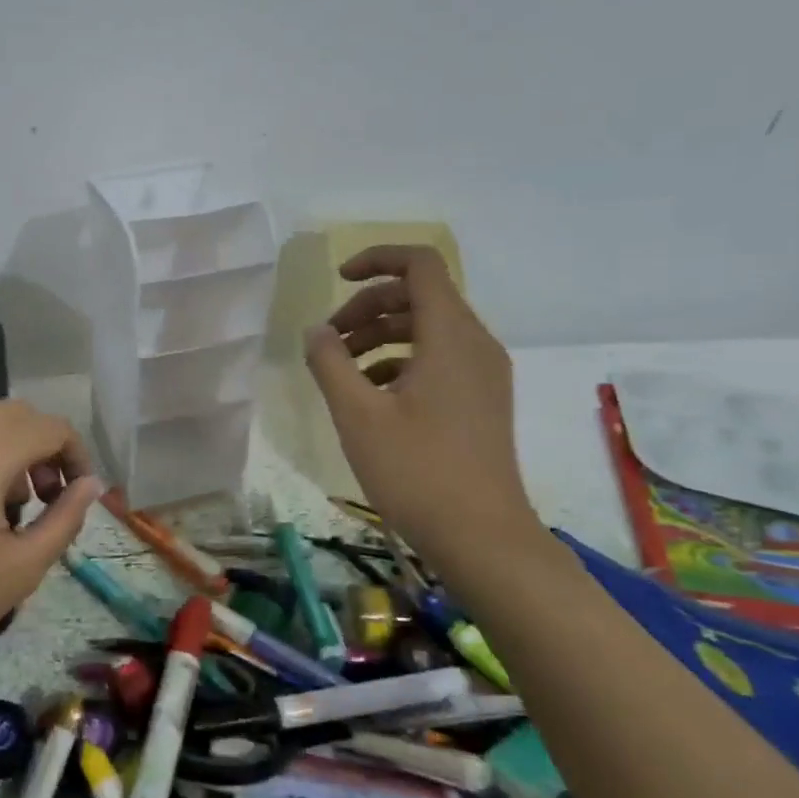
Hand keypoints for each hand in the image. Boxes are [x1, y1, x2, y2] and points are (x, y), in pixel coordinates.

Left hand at [0, 400, 101, 679]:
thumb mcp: (19, 568)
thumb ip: (64, 520)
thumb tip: (90, 486)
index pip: (51, 428)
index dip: (77, 457)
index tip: (78, 497)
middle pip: (16, 417)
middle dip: (43, 451)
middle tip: (47, 501)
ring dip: (8, 452)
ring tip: (7, 510)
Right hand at [303, 246, 542, 560]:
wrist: (482, 537)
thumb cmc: (417, 471)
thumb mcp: (357, 414)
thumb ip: (329, 362)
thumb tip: (316, 330)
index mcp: (450, 336)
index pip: (420, 265)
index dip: (376, 259)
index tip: (338, 280)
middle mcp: (474, 344)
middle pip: (419, 297)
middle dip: (368, 307)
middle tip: (329, 341)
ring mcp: (482, 374)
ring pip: (427, 329)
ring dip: (380, 336)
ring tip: (340, 369)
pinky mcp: (481, 400)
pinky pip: (437, 358)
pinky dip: (399, 361)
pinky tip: (368, 395)